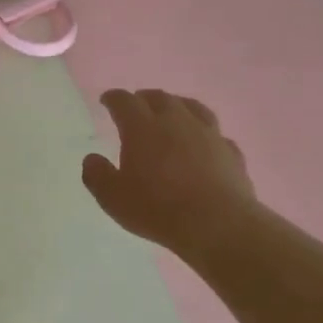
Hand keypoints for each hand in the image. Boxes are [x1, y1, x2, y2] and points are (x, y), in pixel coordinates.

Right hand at [82, 89, 256, 259]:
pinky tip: (204, 143)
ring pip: (192, 107)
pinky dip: (205, 133)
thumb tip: (92, 159)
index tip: (107, 100)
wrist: (217, 223)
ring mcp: (208, 134)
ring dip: (178, 105)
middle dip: (145, 98)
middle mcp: (176, 122)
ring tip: (173, 111)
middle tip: (137, 103)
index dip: (114, 98)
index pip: (125, 102)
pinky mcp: (230, 152)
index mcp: (142, 128)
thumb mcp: (112, 197)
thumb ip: (97, 175)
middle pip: (160, 98)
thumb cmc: (157, 208)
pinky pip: (216, 134)